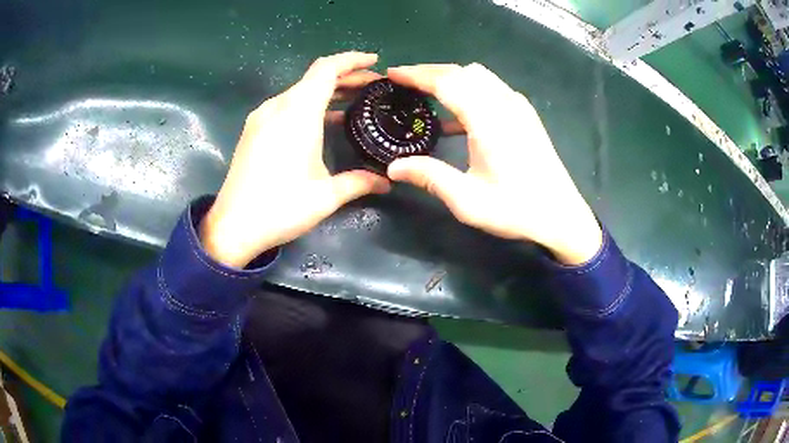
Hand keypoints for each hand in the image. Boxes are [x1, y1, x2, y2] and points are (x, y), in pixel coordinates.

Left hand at [200, 52, 390, 267]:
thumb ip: (359, 182)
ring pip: (299, 91)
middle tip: (372, 86)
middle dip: (346, 77)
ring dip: (326, 91)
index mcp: (297, 112)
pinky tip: (321, 121)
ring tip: (352, 102)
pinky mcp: (253, 130)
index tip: (375, 62)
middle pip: (314, 78)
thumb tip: (386, 182)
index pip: (327, 69)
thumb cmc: (281, 207)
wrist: (233, 226)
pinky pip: (286, 105)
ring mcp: (261, 117)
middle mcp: (277, 106)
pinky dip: (308, 105)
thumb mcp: (326, 196)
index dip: (353, 60)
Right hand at [386, 64, 601, 264]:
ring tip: (428, 93)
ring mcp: (518, 107)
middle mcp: (505, 104)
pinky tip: (458, 114)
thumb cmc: (516, 209)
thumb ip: (430, 177)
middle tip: (405, 83)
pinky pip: (492, 88)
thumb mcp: (468, 200)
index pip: (447, 81)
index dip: (417, 74)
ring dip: (451, 78)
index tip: (393, 74)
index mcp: (489, 119)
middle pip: (462, 72)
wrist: (561, 216)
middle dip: (431, 72)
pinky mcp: (525, 115)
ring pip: (479, 76)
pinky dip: (469, 89)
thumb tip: (393, 167)